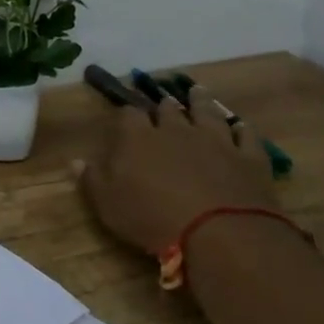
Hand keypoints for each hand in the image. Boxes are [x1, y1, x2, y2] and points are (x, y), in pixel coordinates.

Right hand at [77, 89, 277, 258]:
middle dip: (164, 105)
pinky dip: (242, 130)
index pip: (129, 115)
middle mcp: (176, 130)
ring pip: (207, 113)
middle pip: (169, 110)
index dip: (126, 113)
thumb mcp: (108, 204)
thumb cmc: (152, 218)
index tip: (124, 113)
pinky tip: (241, 126)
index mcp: (138, 138)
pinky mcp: (248, 158)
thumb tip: (74, 160)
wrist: (220, 232)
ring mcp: (216, 141)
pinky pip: (246, 136)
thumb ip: (91, 179)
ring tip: (197, 91)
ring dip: (201, 102)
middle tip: (163, 101)